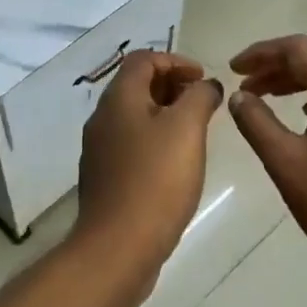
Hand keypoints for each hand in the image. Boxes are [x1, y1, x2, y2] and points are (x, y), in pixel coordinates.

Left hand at [75, 50, 222, 277]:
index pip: (143, 59)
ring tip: (197, 131)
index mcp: (119, 100)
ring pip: (135, 117)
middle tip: (204, 103)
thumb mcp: (186, 129)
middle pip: (137, 86)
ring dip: (166, 114)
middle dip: (172, 86)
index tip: (204, 79)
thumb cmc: (156, 180)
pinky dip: (156, 140)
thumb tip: (206, 85)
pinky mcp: (106, 178)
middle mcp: (103, 119)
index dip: (176, 61)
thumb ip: (199, 97)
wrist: (119, 246)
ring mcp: (100, 151)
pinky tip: (177, 163)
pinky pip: (132, 144)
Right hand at [227, 35, 306, 293]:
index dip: (261, 52)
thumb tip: (239, 96)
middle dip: (277, 68)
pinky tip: (303, 120)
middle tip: (244, 87)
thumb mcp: (285, 162)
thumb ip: (257, 122)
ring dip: (297, 84)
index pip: (298, 49)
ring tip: (266, 100)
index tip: (233, 69)